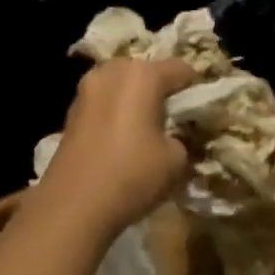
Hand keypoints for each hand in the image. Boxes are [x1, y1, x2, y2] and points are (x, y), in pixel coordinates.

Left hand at [38, 57, 196, 233]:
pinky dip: (117, 114)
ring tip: (149, 130)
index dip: (197, 89)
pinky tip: (124, 141)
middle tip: (174, 119)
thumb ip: (184, 138)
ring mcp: (86, 90)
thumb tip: (177, 137)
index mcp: (142, 75)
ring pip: (122, 86)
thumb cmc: (133, 175)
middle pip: (147, 71)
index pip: (182, 69)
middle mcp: (111, 72)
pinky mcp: (71, 112)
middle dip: (162, 91)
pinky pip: (104, 104)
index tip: (202, 113)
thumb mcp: (177, 160)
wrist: (74, 205)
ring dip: (137, 101)